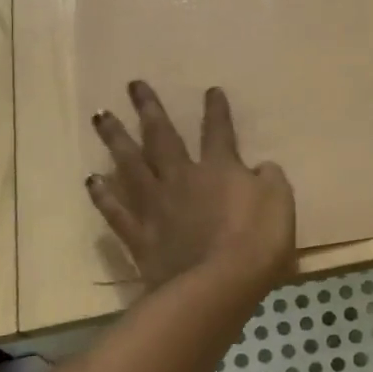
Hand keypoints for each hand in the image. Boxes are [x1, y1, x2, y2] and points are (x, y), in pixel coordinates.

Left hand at [87, 82, 296, 292]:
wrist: (217, 286)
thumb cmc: (256, 242)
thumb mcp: (281, 203)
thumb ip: (270, 179)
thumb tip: (261, 167)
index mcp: (220, 168)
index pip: (218, 131)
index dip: (216, 110)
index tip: (210, 90)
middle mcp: (182, 178)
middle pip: (162, 137)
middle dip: (149, 109)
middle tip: (133, 85)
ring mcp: (156, 206)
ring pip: (131, 164)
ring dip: (116, 139)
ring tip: (101, 116)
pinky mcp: (140, 236)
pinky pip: (116, 210)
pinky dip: (103, 194)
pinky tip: (91, 179)